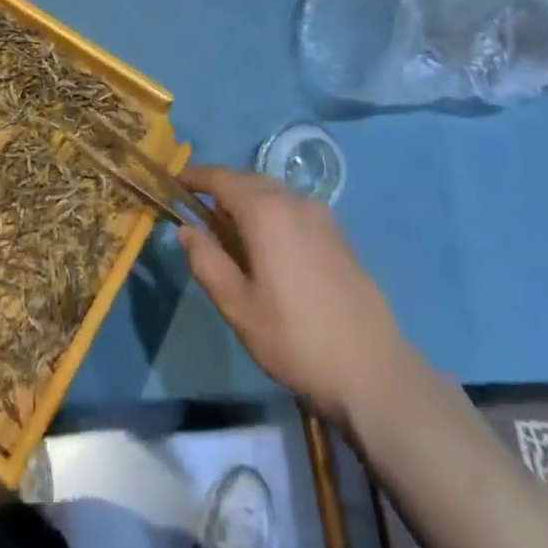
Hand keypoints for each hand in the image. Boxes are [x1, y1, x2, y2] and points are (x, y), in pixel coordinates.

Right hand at [177, 166, 403, 424]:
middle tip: (201, 217)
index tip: (176, 184)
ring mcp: (322, 217)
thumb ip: (206, 261)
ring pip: (274, 195)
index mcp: (265, 211)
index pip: (221, 178)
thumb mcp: (237, 306)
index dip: (196, 177)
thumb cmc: (295, 338)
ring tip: (234, 236)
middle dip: (222, 191)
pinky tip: (272, 250)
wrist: (372, 370)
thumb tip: (185, 229)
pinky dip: (274, 215)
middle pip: (249, 181)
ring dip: (249, 203)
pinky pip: (295, 211)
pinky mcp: (339, 236)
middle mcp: (294, 201)